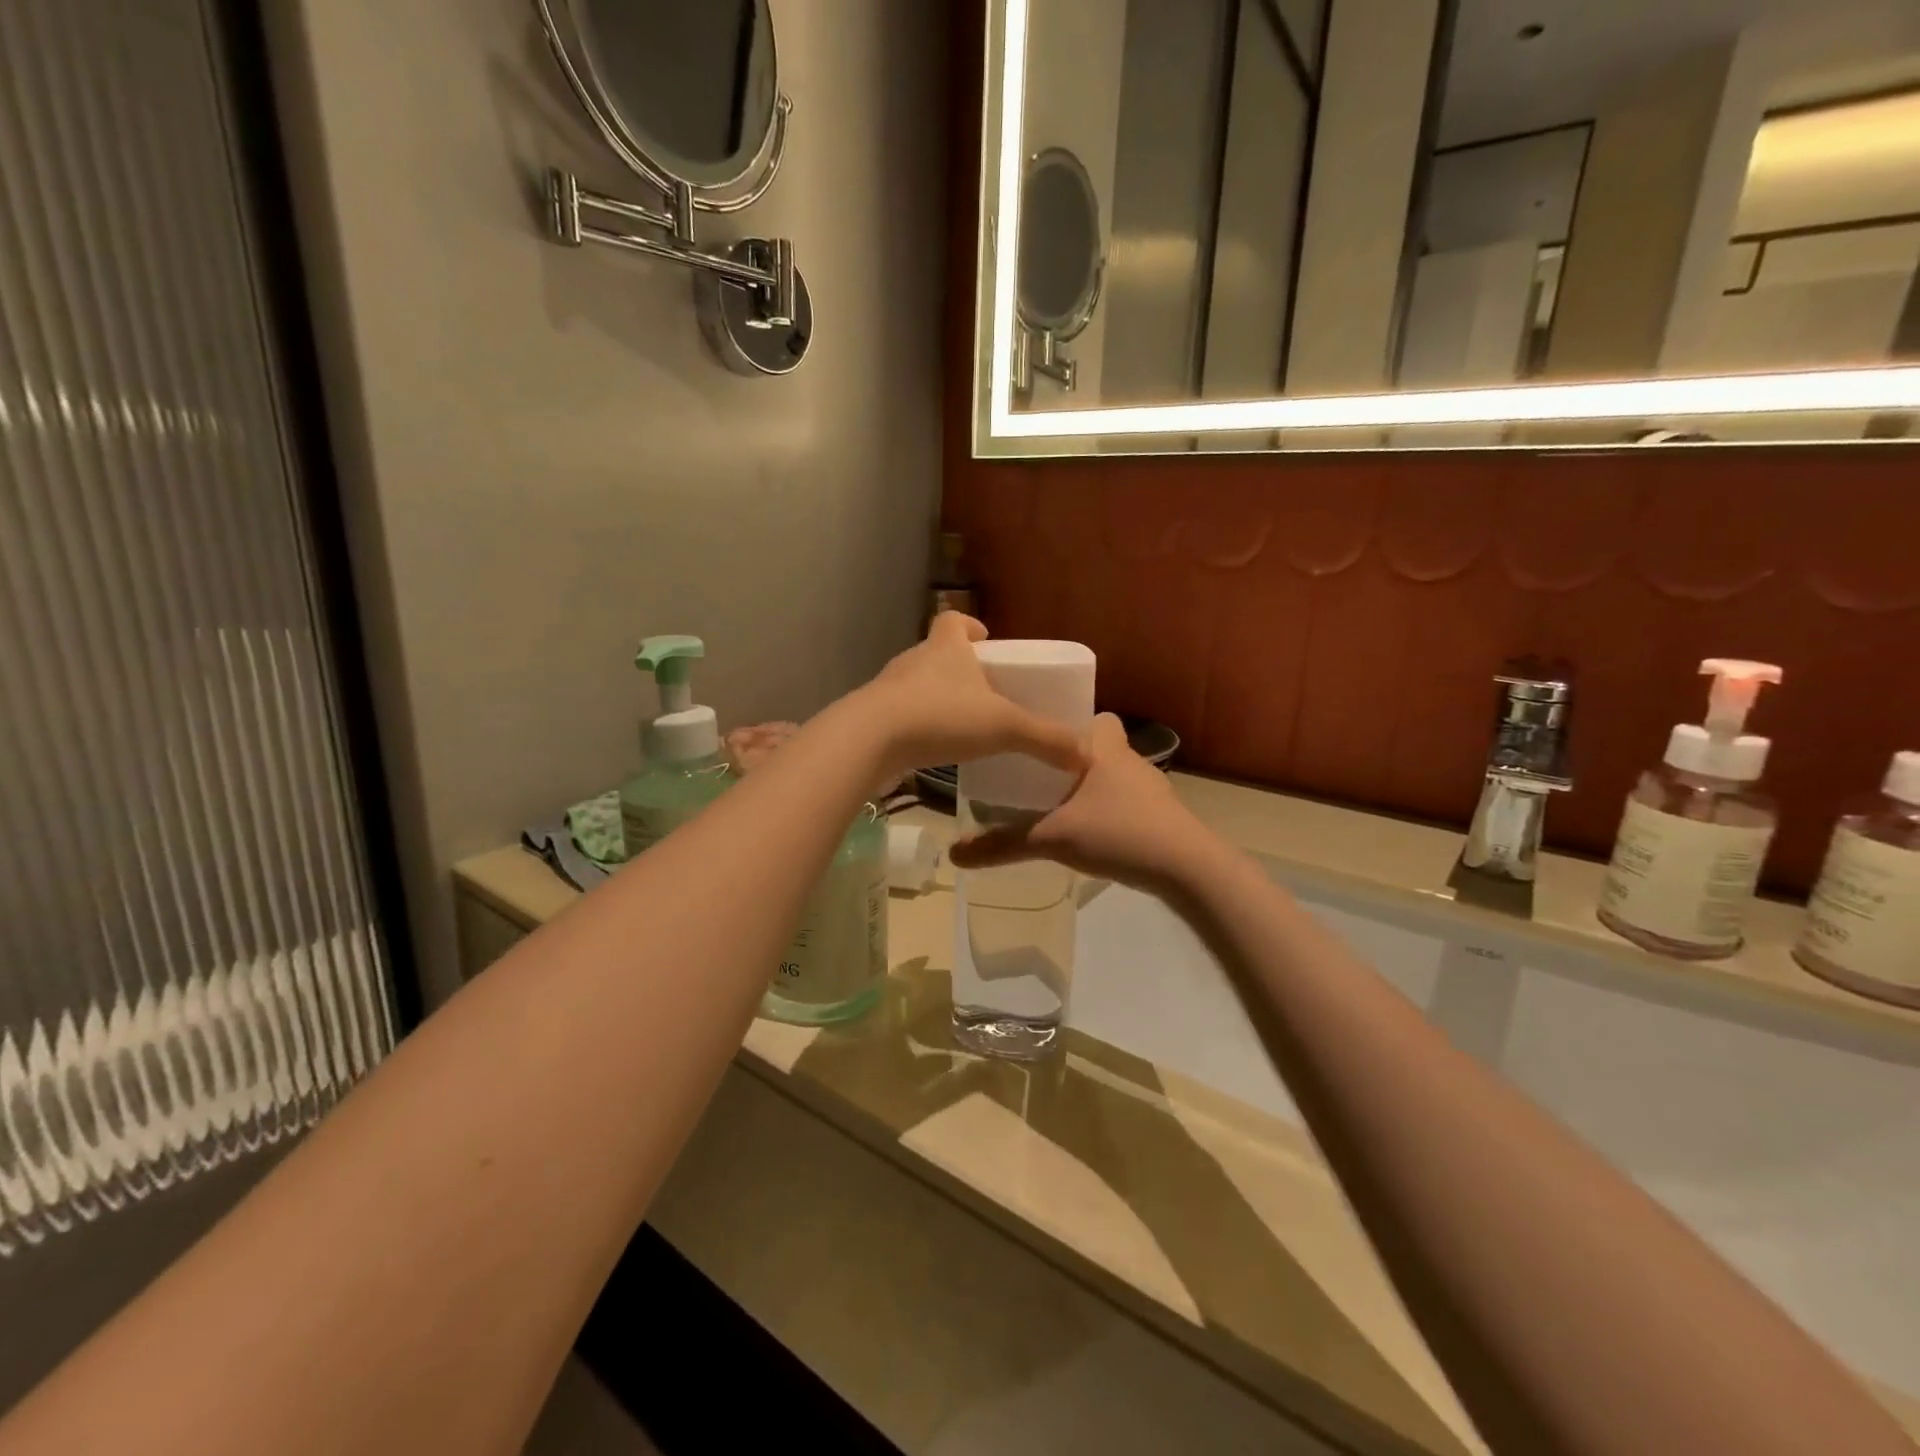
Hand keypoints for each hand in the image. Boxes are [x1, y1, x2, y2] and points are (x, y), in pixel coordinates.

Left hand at [854, 614, 1087, 782]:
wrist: (870, 740)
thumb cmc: (941, 716)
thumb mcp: (1003, 726)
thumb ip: (1045, 739)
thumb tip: (1086, 755)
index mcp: (946, 648)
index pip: (954, 620)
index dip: (970, 626)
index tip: (985, 639)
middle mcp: (915, 660)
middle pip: (937, 652)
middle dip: (958, 666)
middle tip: (982, 690)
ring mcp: (889, 688)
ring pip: (918, 684)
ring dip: (937, 697)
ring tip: (960, 722)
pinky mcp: (873, 716)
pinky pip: (901, 713)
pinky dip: (918, 724)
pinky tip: (933, 747)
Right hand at [950, 714, 1215, 893]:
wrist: (1187, 868)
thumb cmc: (1119, 832)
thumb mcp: (1053, 838)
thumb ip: (1004, 844)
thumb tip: (955, 854)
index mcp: (1106, 750)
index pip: (1097, 717)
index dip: (1074, 723)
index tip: (1044, 738)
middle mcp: (1131, 762)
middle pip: (1102, 748)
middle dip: (1075, 759)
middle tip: (1040, 776)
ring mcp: (1152, 791)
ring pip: (1116, 778)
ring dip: (1093, 788)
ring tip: (1060, 808)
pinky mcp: (1163, 818)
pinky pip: (1128, 804)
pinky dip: (1110, 813)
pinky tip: (1092, 835)